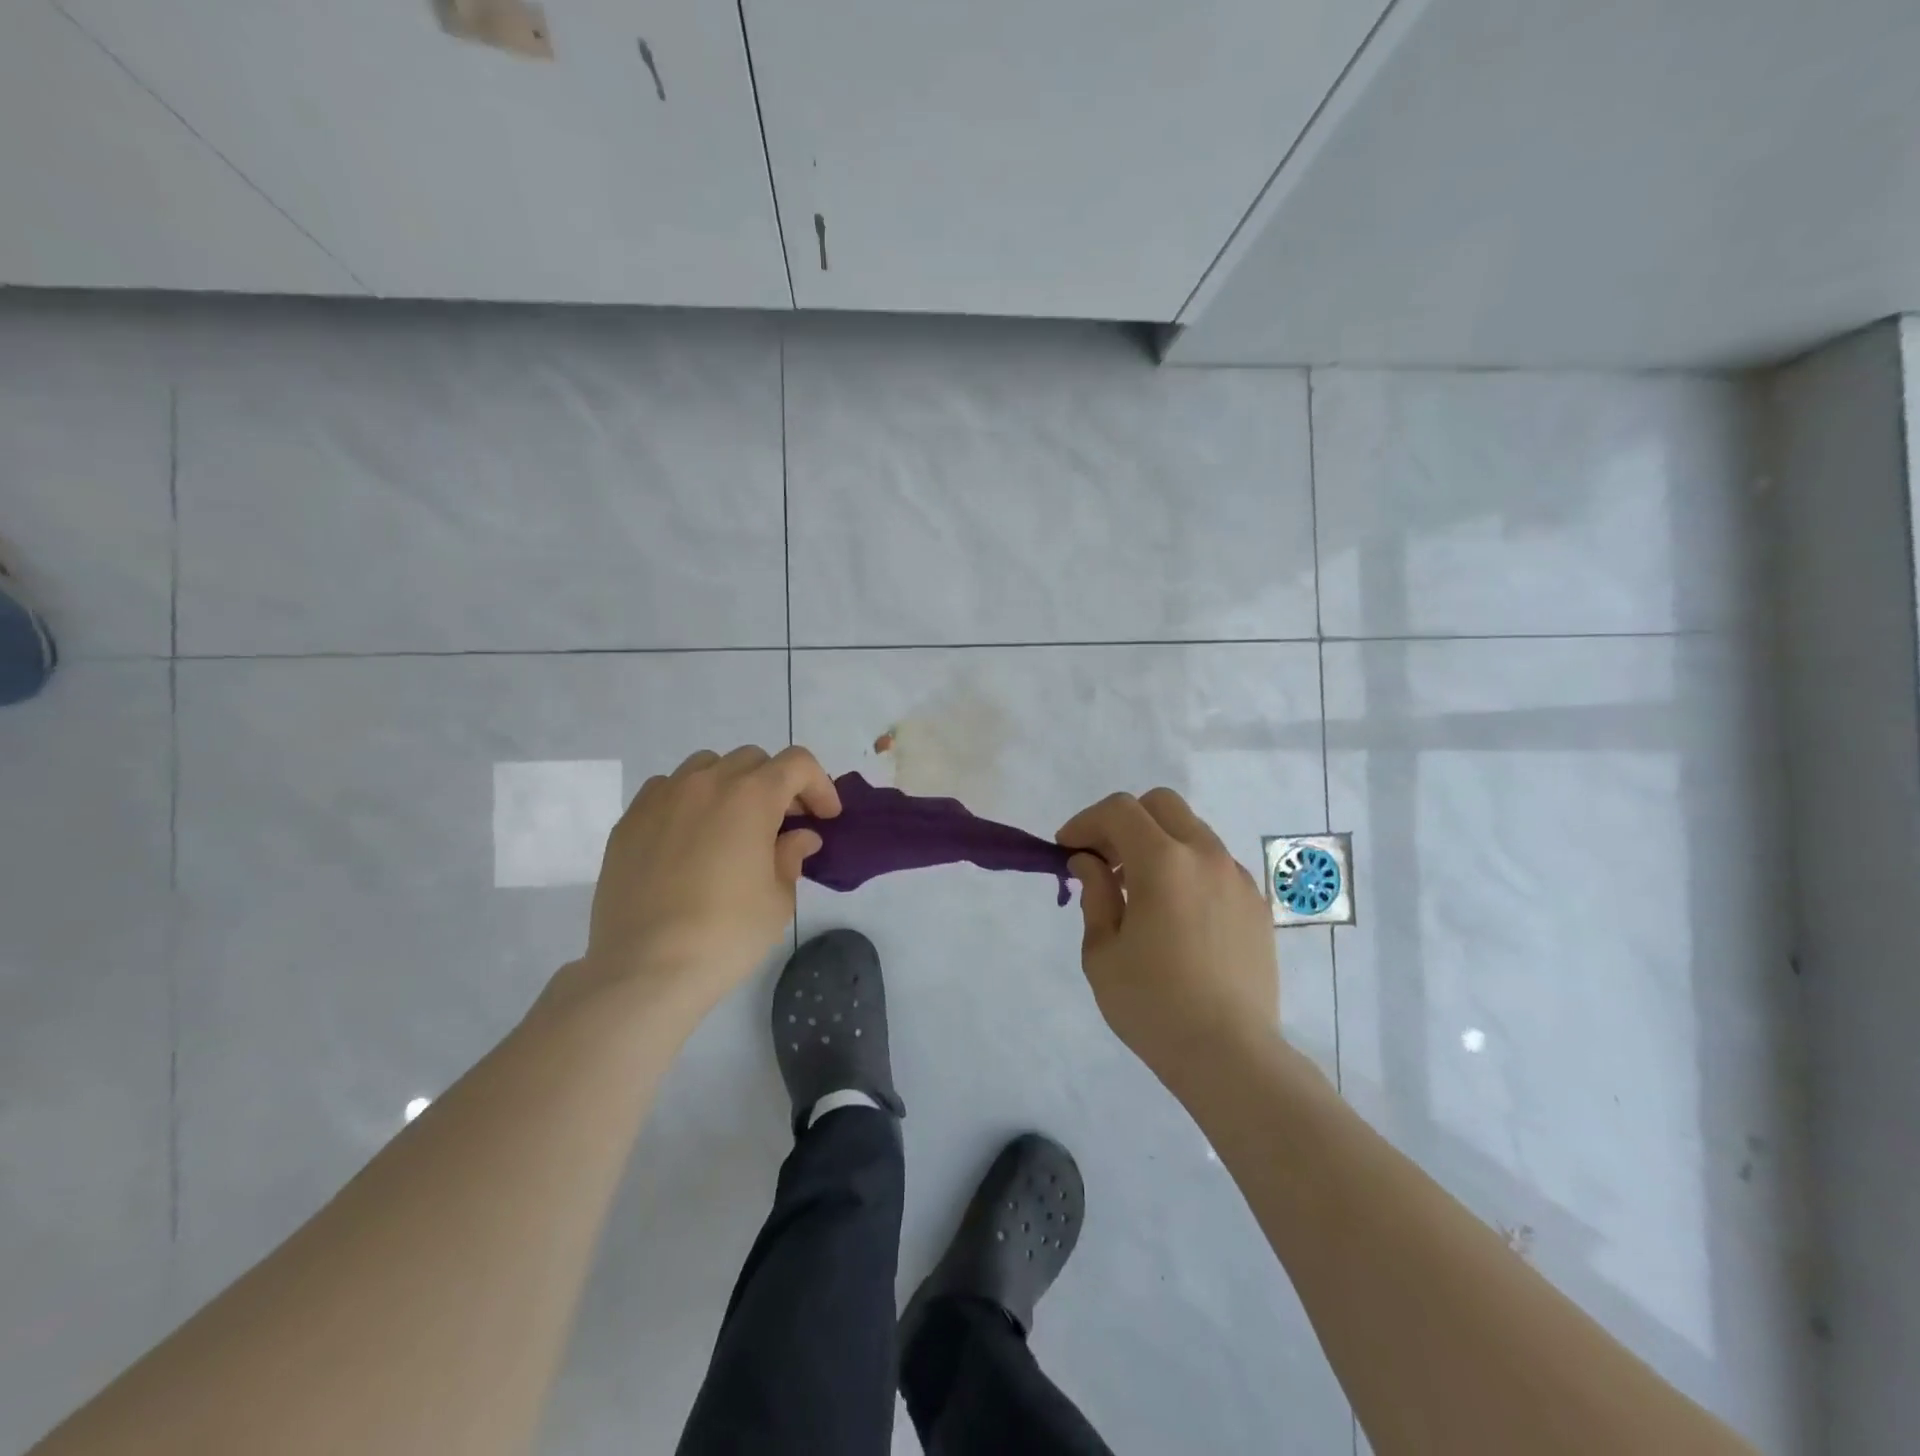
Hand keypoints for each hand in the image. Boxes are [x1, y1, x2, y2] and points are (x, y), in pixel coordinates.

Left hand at [562, 745, 839, 1023]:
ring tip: (734, 825)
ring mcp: (661, 799)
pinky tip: (690, 838)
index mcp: (751, 796)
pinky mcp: (629, 822)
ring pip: (706, 767)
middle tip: (785, 824)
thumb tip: (798, 838)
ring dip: (731, 786)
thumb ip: (791, 856)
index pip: (797, 764)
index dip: (819, 786)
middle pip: (752, 760)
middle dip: (777, 785)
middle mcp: (705, 783)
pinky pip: (666, 790)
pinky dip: (689, 801)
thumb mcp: (778, 899)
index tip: (826, 818)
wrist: (645, 969)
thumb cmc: (726, 933)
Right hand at [1057, 788, 1278, 1089]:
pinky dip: (1186, 868)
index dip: (1086, 822)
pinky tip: (1175, 913)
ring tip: (1138, 890)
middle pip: (1161, 804)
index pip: (1120, 810)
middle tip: (1103, 860)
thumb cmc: (1153, 1005)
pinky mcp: (1255, 904)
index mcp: (1163, 862)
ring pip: (1191, 831)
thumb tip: (1090, 862)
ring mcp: (1237, 878)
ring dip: (1157, 843)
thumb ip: (1095, 894)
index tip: (1067, 850)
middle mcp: (1205, 856)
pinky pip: (1214, 864)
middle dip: (1124, 821)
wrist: (1231, 1055)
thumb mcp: (1102, 952)